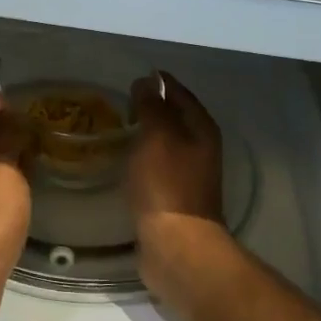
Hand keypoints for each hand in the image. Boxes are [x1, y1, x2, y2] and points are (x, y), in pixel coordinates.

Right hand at [128, 72, 228, 300]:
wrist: (176, 244)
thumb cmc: (166, 185)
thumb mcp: (157, 136)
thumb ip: (152, 106)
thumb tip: (147, 82)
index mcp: (201, 129)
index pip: (180, 93)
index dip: (160, 82)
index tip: (135, 76)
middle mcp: (201, 148)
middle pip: (176, 118)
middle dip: (153, 107)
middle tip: (121, 100)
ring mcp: (189, 175)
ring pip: (166, 143)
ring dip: (147, 133)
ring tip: (118, 127)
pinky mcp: (173, 197)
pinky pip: (157, 166)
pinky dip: (142, 157)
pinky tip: (124, 160)